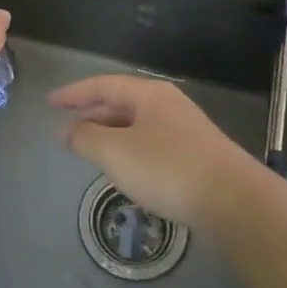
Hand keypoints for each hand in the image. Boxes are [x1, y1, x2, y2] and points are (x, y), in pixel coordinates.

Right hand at [50, 75, 257, 229]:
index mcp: (149, 95)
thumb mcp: (116, 153)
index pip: (103, 85)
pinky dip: (131, 152)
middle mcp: (169, 105)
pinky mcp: (198, 158)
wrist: (236, 202)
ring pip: (138, 127)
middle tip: (67, 131)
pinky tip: (127, 172)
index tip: (50, 102)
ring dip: (111, 136)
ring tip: (91, 152)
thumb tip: (68, 131)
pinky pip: (153, 146)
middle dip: (92, 116)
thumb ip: (86, 138)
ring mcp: (187, 131)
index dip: (74, 94)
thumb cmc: (168, 168)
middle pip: (122, 104)